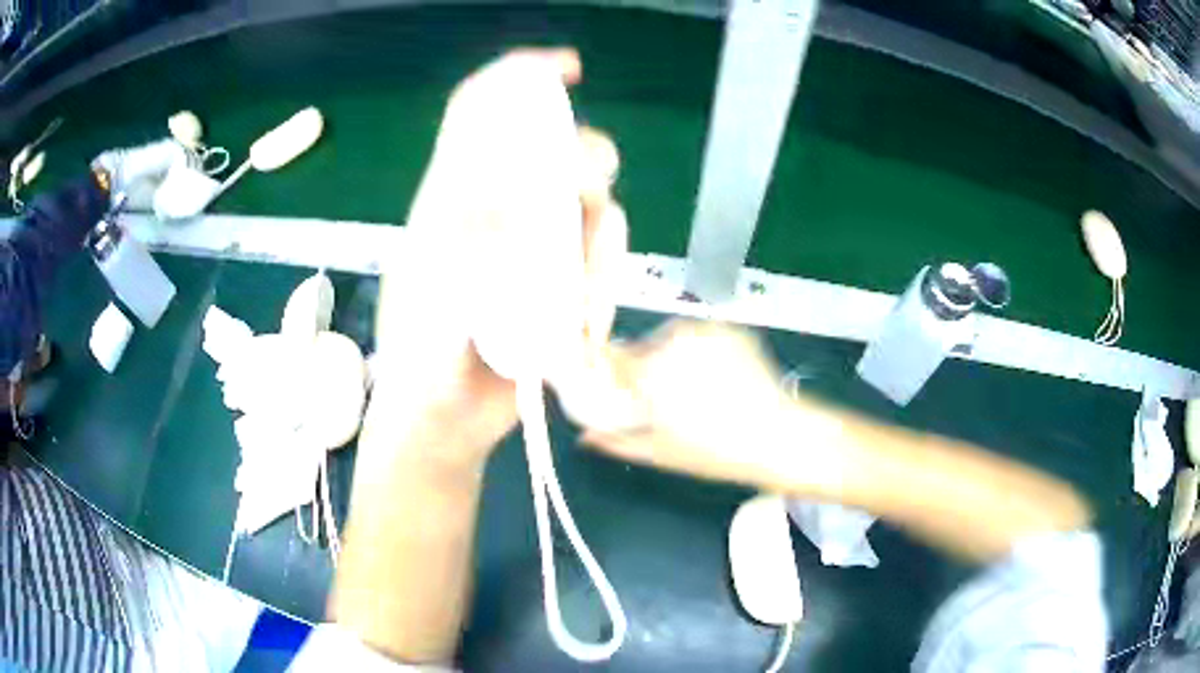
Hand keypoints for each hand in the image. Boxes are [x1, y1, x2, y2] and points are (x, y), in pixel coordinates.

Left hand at [367, 48, 627, 472]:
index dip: (519, 77)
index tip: (567, 70)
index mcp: (450, 200)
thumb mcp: (432, 308)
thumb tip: (516, 195)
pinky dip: (603, 285)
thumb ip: (466, 258)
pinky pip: (601, 261)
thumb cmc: (421, 366)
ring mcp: (534, 249)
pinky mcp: (562, 284)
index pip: (480, 113)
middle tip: (585, 199)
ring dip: (599, 243)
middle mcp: (499, 213)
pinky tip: (580, 330)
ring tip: (575, 305)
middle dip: (583, 162)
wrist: (442, 420)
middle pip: (554, 152)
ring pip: (589, 205)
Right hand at [582, 321, 843, 494]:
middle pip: (642, 348)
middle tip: (659, 400)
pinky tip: (716, 378)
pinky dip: (699, 351)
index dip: (607, 370)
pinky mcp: (730, 329)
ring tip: (692, 390)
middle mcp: (673, 339)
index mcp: (650, 368)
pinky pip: (700, 336)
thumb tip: (585, 437)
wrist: (779, 435)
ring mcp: (705, 330)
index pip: (610, 356)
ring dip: (672, 358)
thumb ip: (616, 441)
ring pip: (671, 339)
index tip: (611, 386)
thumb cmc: (715, 450)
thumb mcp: (659, 452)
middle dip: (643, 369)